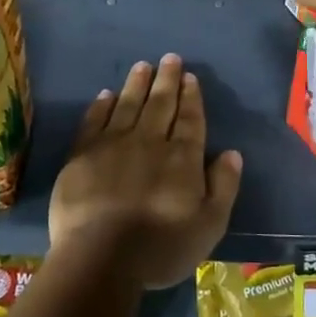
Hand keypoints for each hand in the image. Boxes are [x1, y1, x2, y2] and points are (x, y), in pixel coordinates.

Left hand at [48, 54, 243, 289]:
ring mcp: (113, 144)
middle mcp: (149, 141)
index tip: (190, 77)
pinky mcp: (83, 154)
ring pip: (128, 104)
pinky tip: (106, 94)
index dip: (191, 97)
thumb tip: (232, 153)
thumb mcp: (208, 226)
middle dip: (167, 80)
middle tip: (170, 58)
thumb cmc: (160, 248)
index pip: (189, 119)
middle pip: (160, 104)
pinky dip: (102, 105)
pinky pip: (94, 121)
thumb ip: (223, 187)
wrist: (99, 258)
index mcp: (182, 158)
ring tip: (143, 66)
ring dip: (137, 83)